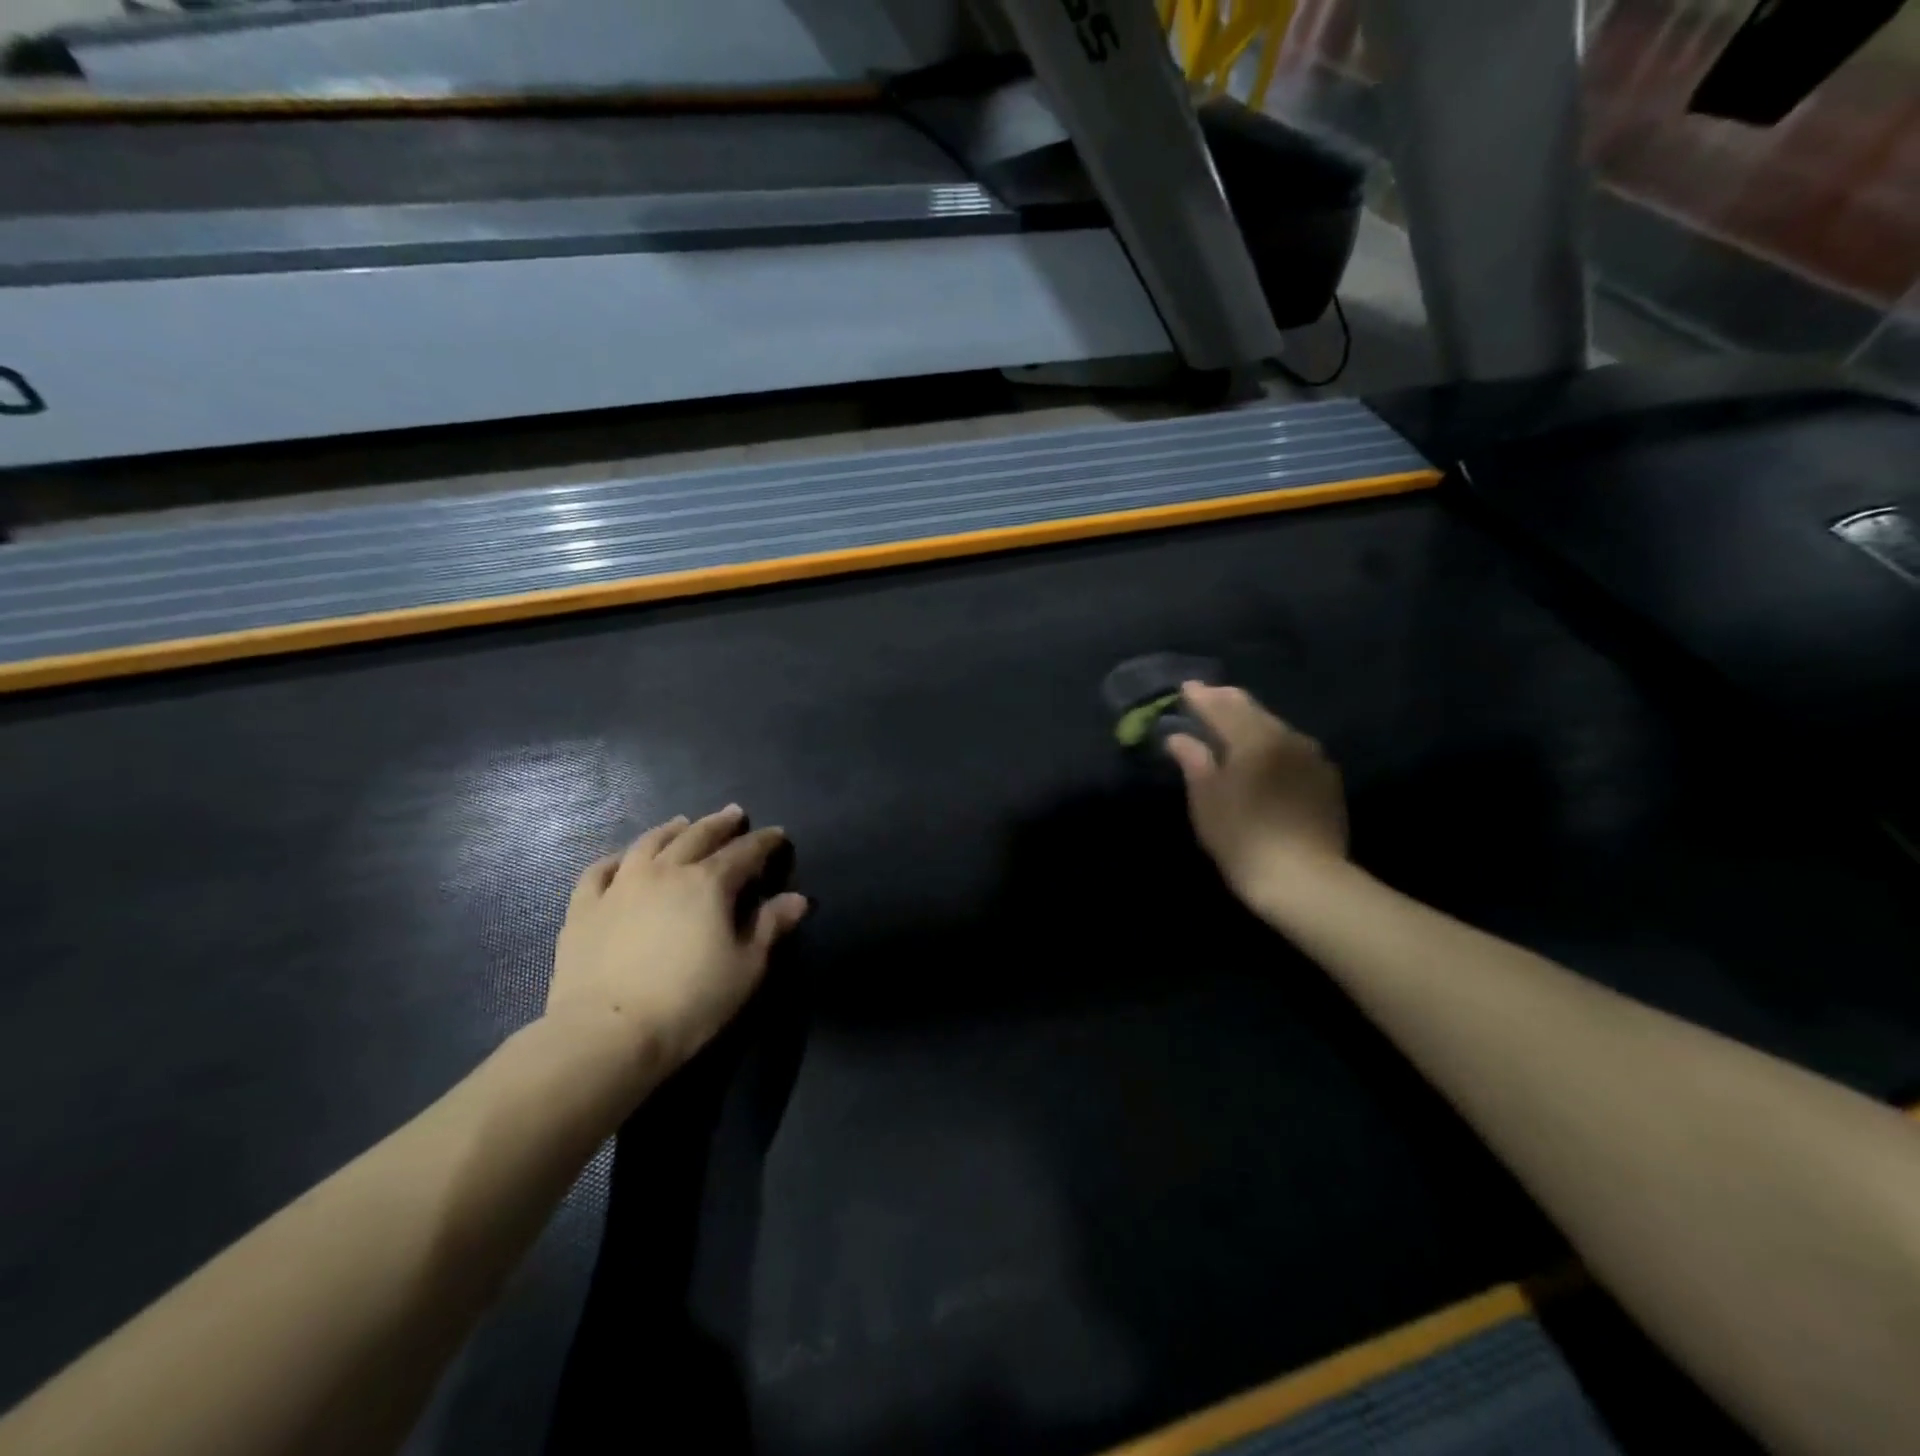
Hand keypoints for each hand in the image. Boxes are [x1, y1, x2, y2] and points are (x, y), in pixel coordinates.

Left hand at [547, 806, 808, 1073]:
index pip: (744, 852)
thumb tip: (797, 898)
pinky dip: (617, 858)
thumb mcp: (746, 968)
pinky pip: (600, 871)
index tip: (778, 835)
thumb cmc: (690, 1002)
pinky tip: (623, 858)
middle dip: (720, 824)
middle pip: (697, 836)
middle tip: (733, 814)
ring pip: (649, 843)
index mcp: (708, 883)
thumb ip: (770, 927)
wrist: (606, 1034)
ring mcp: (621, 885)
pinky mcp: (585, 907)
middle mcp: (666, 871)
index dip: (764, 842)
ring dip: (671, 830)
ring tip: (682, 823)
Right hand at [1166, 683, 1348, 903]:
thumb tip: (1179, 737)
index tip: (1186, 687)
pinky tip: (1264, 754)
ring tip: (1233, 724)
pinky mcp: (1326, 779)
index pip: (1223, 707)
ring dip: (1252, 722)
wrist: (1305, 879)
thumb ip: (1194, 761)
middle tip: (1208, 697)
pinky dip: (1273, 744)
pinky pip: (1293, 749)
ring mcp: (1312, 757)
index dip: (1202, 697)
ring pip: (1276, 728)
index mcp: (1254, 739)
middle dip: (1228, 702)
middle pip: (1253, 711)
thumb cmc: (1243, 838)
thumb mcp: (1207, 800)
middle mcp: (1287, 738)